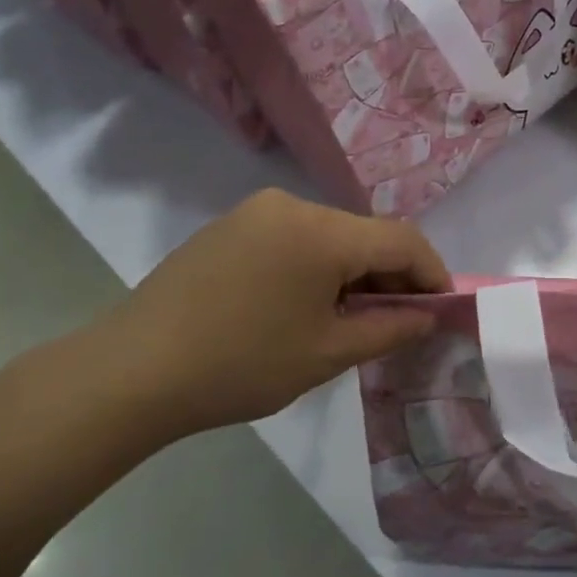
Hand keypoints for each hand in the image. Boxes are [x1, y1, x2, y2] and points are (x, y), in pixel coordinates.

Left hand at [83, 189, 449, 440]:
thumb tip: (428, 316)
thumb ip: (390, 329)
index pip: (402, 240)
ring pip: (330, 237)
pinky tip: (305, 307)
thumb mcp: (328, 354)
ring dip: (354, 273)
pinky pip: (294, 239)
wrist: (134, 371)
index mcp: (321, 231)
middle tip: (397, 324)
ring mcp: (255, 212)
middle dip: (392, 277)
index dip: (433, 274)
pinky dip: (318, 268)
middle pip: (365, 235)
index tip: (442, 310)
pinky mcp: (229, 227)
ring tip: (349, 321)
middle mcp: (291, 205)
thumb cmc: (242, 365)